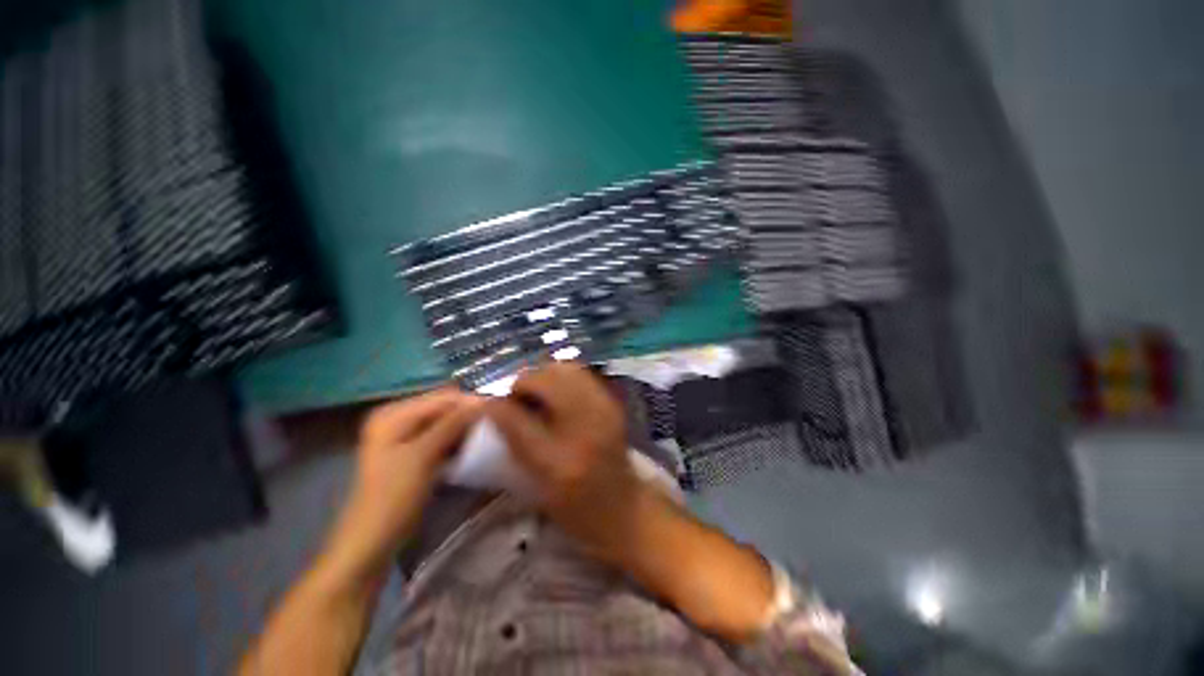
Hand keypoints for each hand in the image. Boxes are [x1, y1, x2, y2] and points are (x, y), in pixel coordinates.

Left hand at [327, 388, 482, 580]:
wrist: (372, 542)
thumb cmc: (393, 497)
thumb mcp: (423, 456)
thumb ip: (453, 424)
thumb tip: (484, 401)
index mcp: (393, 414)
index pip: (442, 397)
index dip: (470, 402)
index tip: (500, 410)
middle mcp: (397, 418)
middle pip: (443, 408)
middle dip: (468, 414)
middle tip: (496, 423)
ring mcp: (404, 436)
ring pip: (445, 422)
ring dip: (465, 427)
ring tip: (489, 433)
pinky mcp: (412, 452)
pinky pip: (441, 436)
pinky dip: (457, 439)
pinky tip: (472, 445)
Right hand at [485, 362, 649, 562]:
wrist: (626, 507)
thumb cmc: (578, 509)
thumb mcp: (539, 488)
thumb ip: (516, 444)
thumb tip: (495, 407)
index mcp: (560, 461)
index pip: (518, 418)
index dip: (500, 406)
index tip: (491, 406)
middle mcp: (585, 426)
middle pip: (547, 379)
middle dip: (525, 382)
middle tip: (517, 397)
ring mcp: (604, 408)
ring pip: (566, 369)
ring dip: (544, 375)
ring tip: (536, 392)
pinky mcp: (612, 402)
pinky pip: (581, 374)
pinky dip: (563, 376)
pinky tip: (557, 392)